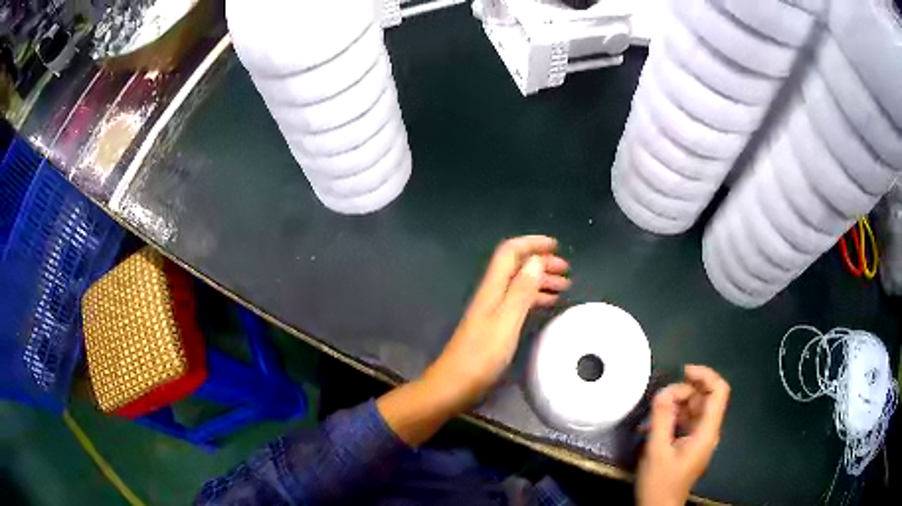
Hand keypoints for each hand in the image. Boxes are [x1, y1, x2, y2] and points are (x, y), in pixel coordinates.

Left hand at [378, 236, 569, 446]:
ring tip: (565, 287)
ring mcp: (492, 311)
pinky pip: (518, 303)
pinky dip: (535, 299)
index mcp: (492, 288)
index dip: (532, 244)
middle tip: (567, 272)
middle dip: (541, 263)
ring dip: (541, 281)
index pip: (510, 252)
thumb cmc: (481, 356)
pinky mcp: (494, 326)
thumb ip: (521, 291)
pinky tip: (548, 305)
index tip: (556, 246)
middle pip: (516, 267)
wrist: (454, 385)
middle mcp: (491, 294)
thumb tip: (535, 260)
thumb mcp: (506, 322)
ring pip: (519, 285)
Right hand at [637, 365, 730, 505]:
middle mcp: (708, 431)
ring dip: (675, 405)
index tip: (683, 371)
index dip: (705, 375)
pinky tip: (653, 426)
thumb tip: (662, 391)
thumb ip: (661, 419)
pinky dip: (673, 417)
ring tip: (652, 414)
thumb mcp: (657, 451)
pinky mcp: (690, 444)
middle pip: (705, 398)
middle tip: (659, 400)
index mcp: (707, 431)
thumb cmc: (660, 482)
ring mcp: (700, 438)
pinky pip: (686, 421)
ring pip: (694, 409)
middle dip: (683, 392)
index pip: (719, 391)